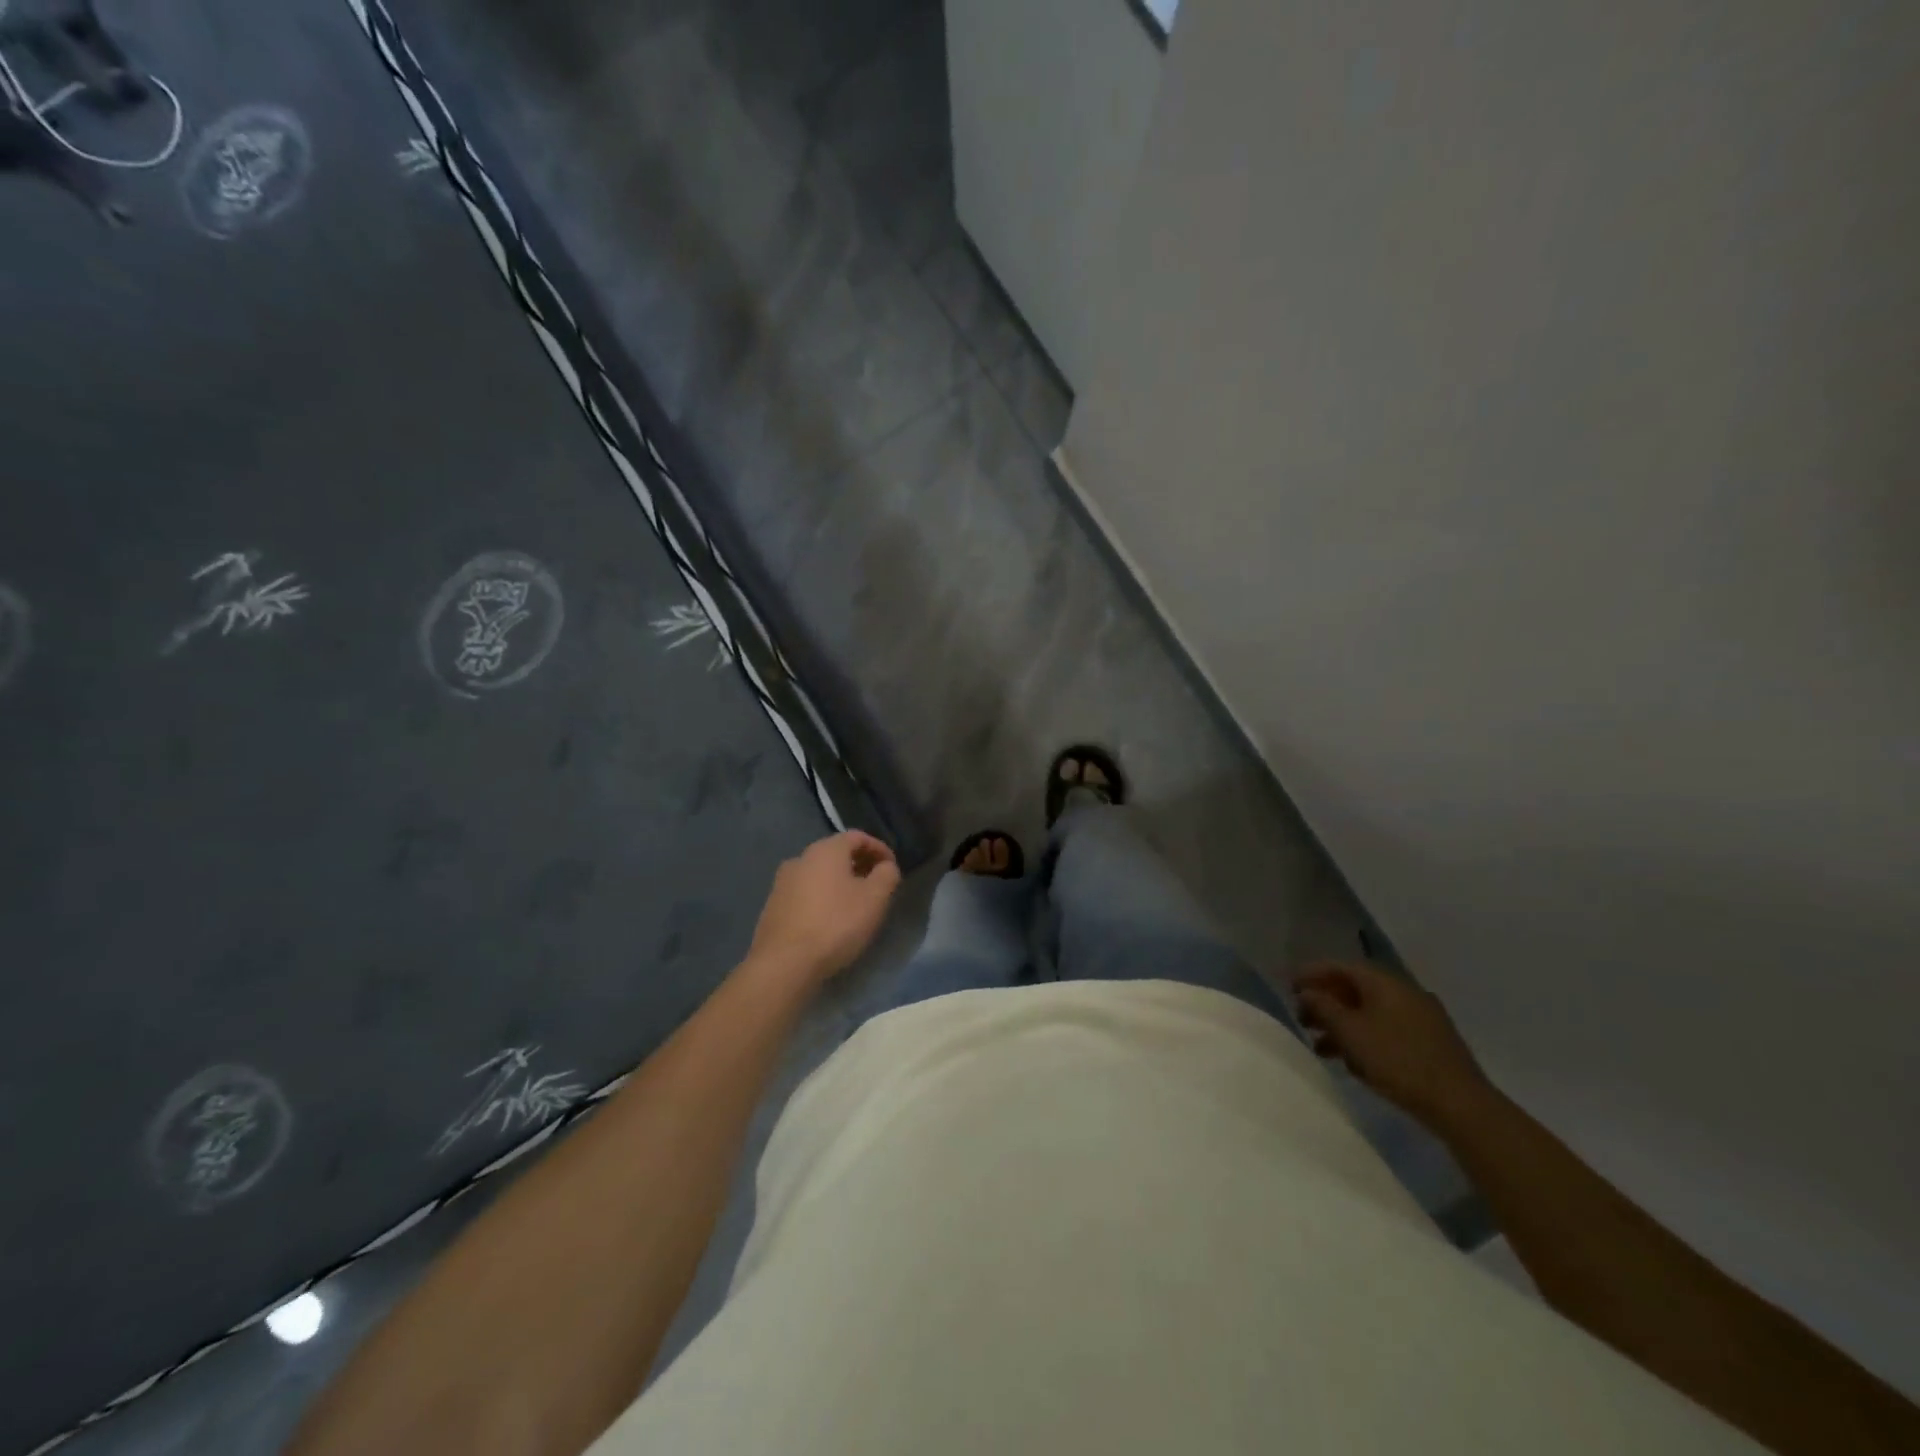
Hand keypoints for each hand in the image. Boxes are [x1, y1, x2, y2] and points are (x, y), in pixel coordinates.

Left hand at [746, 831, 900, 988]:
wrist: (784, 963)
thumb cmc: (835, 924)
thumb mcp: (874, 899)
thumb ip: (887, 875)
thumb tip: (886, 867)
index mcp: (826, 850)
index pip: (857, 836)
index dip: (879, 849)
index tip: (892, 868)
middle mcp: (800, 858)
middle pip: (836, 853)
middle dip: (859, 865)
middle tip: (876, 885)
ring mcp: (782, 882)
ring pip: (819, 873)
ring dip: (840, 882)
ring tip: (855, 904)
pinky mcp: (773, 906)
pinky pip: (805, 892)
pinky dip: (822, 897)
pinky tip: (830, 919)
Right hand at [1292, 961, 1494, 1130]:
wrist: (1460, 1104)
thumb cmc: (1398, 1060)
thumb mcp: (1351, 1032)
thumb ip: (1323, 1008)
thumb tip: (1306, 992)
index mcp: (1385, 982)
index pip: (1340, 966)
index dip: (1312, 973)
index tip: (1288, 986)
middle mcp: (1404, 992)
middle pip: (1355, 989)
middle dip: (1325, 1002)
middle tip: (1302, 1018)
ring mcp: (1420, 1017)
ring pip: (1370, 1012)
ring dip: (1342, 1025)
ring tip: (1319, 1047)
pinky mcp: (1429, 1042)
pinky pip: (1386, 1029)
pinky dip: (1364, 1038)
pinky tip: (1351, 1062)